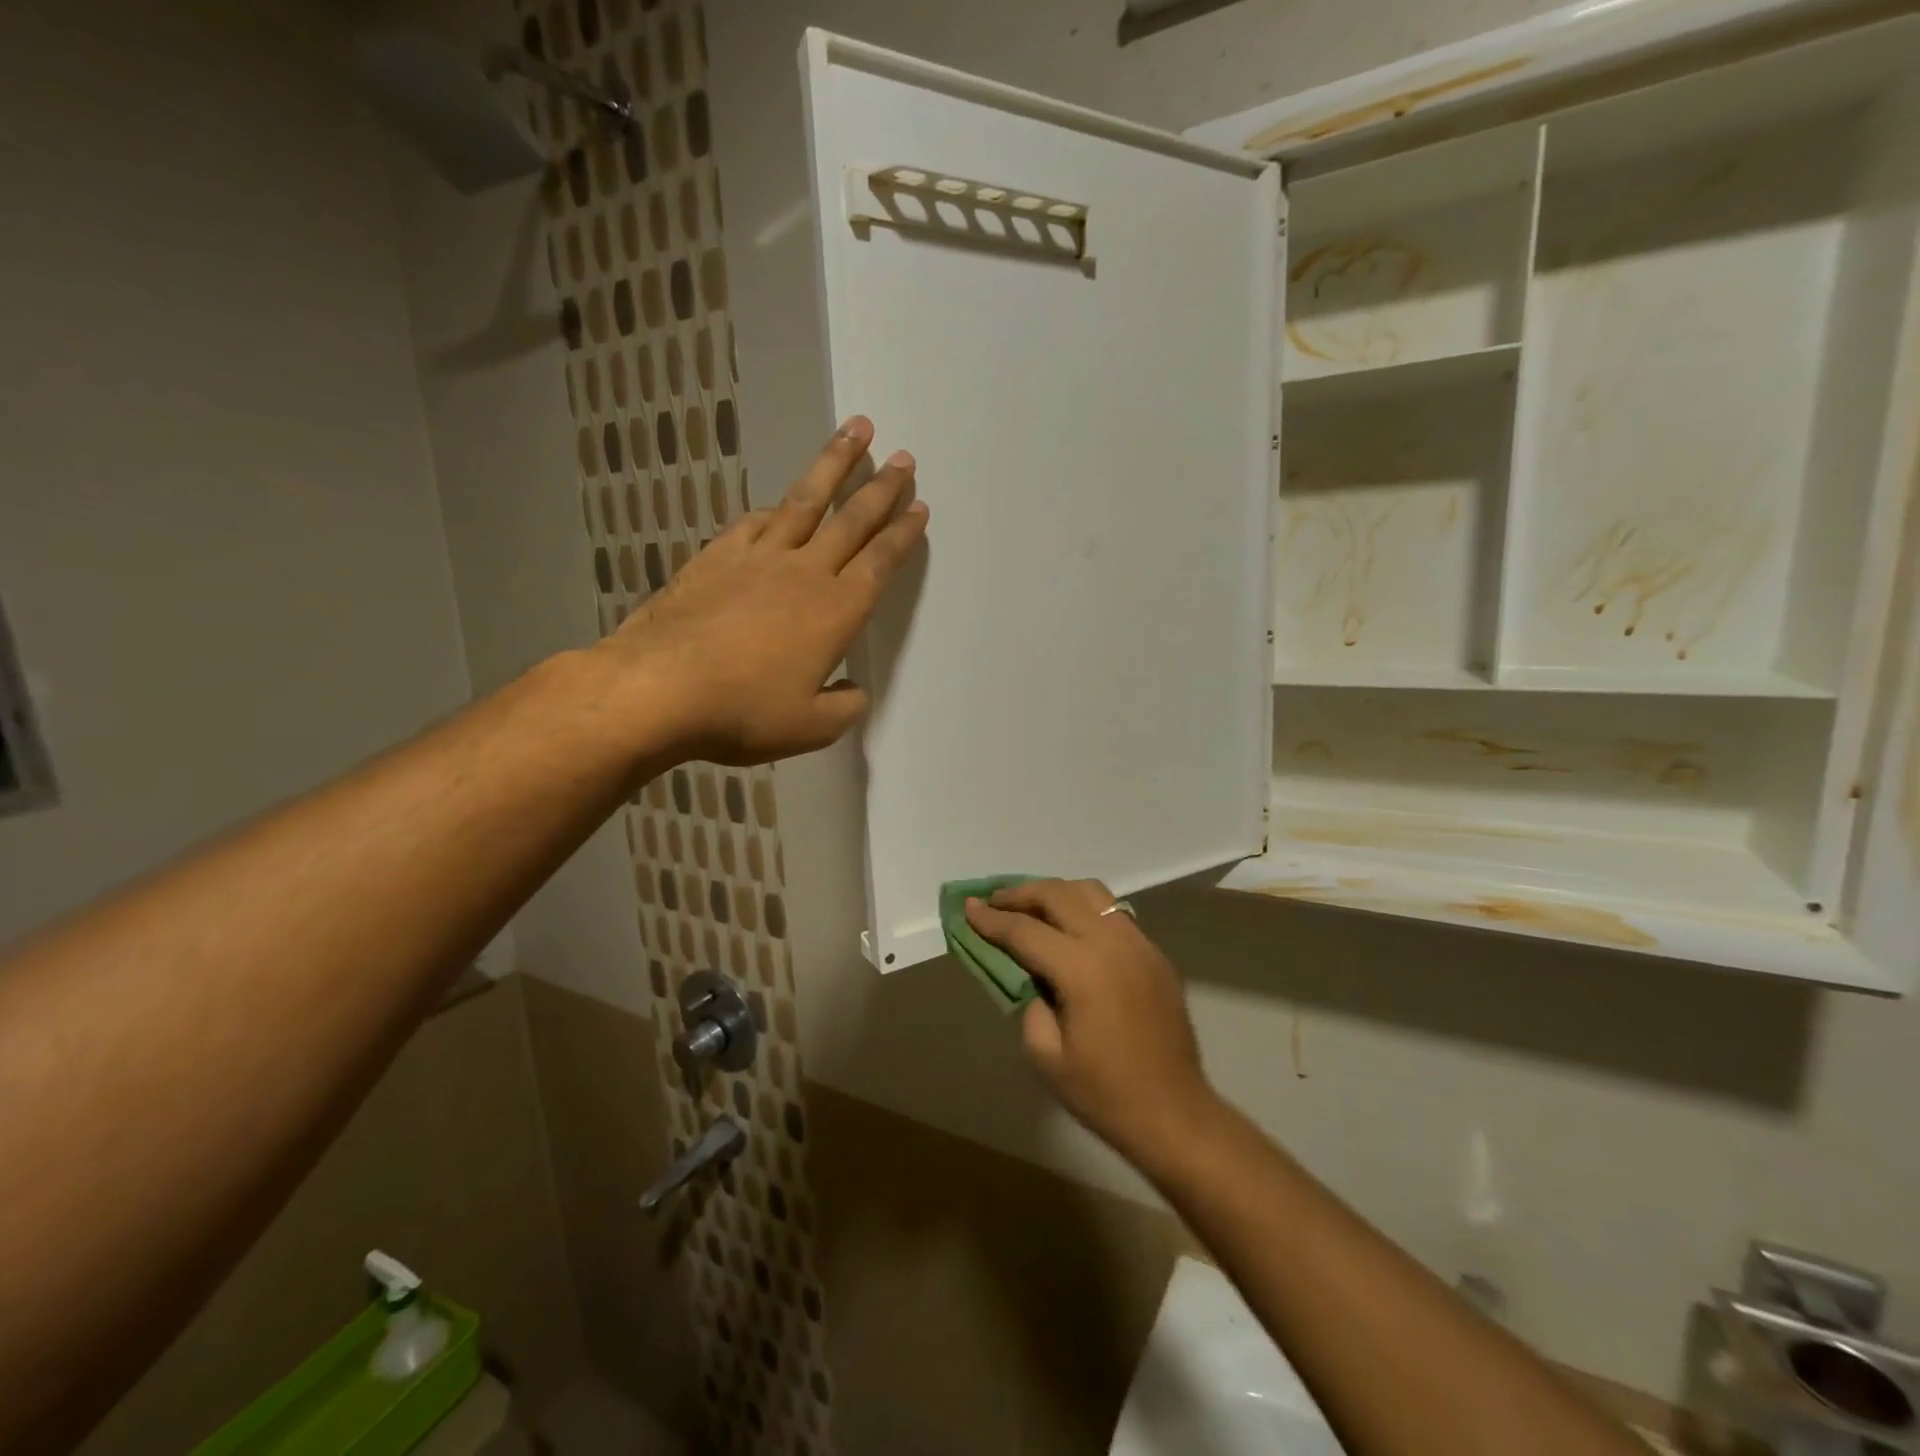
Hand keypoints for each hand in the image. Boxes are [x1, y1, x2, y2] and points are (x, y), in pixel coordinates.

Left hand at [601, 416, 926, 764]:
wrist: (659, 688)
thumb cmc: (743, 711)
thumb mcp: (810, 728)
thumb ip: (844, 707)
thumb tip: (854, 690)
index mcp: (836, 611)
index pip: (880, 562)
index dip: (902, 534)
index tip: (919, 505)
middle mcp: (804, 572)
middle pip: (851, 519)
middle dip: (882, 487)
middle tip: (904, 457)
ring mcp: (758, 557)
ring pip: (805, 500)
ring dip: (834, 465)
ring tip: (855, 431)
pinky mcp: (718, 556)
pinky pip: (757, 521)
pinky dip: (777, 507)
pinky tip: (782, 503)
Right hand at [965, 879, 1218, 1165]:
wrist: (1174, 1113)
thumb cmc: (1105, 1093)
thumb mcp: (1046, 1056)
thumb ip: (1028, 1002)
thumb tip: (1027, 973)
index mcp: (1083, 969)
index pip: (1026, 931)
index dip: (992, 919)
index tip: (967, 907)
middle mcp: (1112, 943)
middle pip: (1059, 894)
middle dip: (1021, 893)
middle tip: (994, 901)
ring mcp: (1139, 943)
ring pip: (1091, 893)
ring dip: (1056, 892)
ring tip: (1031, 906)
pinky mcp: (1154, 953)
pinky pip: (1114, 913)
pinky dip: (1084, 909)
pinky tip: (1070, 929)